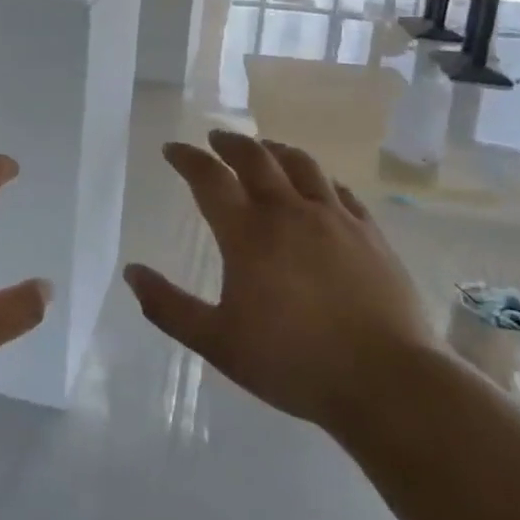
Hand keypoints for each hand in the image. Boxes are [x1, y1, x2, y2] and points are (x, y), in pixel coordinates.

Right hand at [124, 130, 432, 428]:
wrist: (387, 381)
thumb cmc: (293, 362)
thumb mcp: (217, 343)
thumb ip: (169, 307)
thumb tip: (132, 273)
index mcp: (248, 233)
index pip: (209, 178)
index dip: (186, 158)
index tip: (172, 149)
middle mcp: (289, 212)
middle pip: (255, 158)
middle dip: (229, 142)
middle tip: (214, 138)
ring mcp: (334, 218)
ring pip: (301, 164)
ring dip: (274, 149)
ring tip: (263, 148)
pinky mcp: (369, 233)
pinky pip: (339, 190)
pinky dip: (318, 178)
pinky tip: (318, 186)